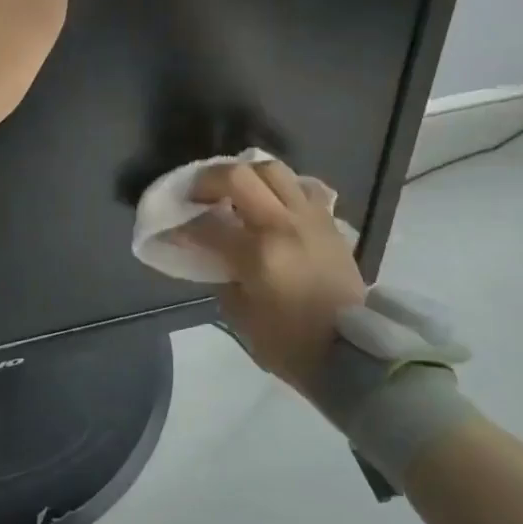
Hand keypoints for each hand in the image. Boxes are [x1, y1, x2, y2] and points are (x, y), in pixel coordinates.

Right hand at [177, 159, 367, 388]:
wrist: (352, 353)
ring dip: (247, 174)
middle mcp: (283, 225)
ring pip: (274, 170)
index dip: (182, 227)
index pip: (207, 226)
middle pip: (239, 176)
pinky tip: (273, 201)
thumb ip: (223, 277)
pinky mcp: (329, 222)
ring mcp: (310, 218)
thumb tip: (214, 255)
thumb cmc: (291, 344)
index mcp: (258, 253)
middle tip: (197, 194)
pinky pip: (304, 187)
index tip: (170, 230)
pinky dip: (283, 188)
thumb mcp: (242, 317)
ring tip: (234, 189)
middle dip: (209, 180)